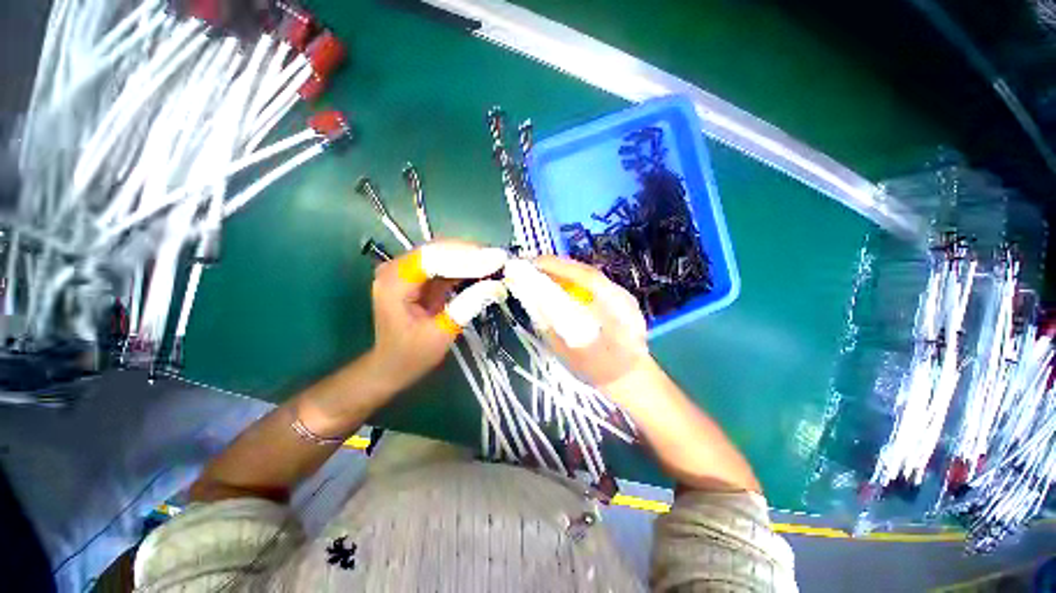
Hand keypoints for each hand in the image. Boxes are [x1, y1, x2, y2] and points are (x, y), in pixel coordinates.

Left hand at [367, 241, 505, 393]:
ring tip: (497, 263)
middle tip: (501, 259)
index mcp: (394, 282)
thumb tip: (496, 285)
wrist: (392, 364)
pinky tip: (484, 269)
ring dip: (470, 257)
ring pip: (443, 252)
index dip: (466, 257)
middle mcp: (396, 268)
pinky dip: (465, 265)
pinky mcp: (418, 275)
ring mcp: (407, 270)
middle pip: (438, 249)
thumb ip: (467, 306)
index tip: (496, 260)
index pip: (433, 258)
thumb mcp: (442, 333)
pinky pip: (445, 263)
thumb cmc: (412, 355)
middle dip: (471, 253)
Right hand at [533, 256, 650, 390]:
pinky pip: (591, 283)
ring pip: (589, 275)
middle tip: (531, 266)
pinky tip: (558, 283)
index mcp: (617, 311)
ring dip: (564, 271)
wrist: (631, 376)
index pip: (588, 278)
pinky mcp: (616, 297)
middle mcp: (622, 297)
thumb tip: (534, 305)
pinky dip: (572, 279)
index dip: (560, 268)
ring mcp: (621, 295)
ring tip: (540, 271)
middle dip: (558, 266)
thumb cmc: (602, 372)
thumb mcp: (574, 357)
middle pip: (588, 272)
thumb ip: (554, 331)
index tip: (534, 264)